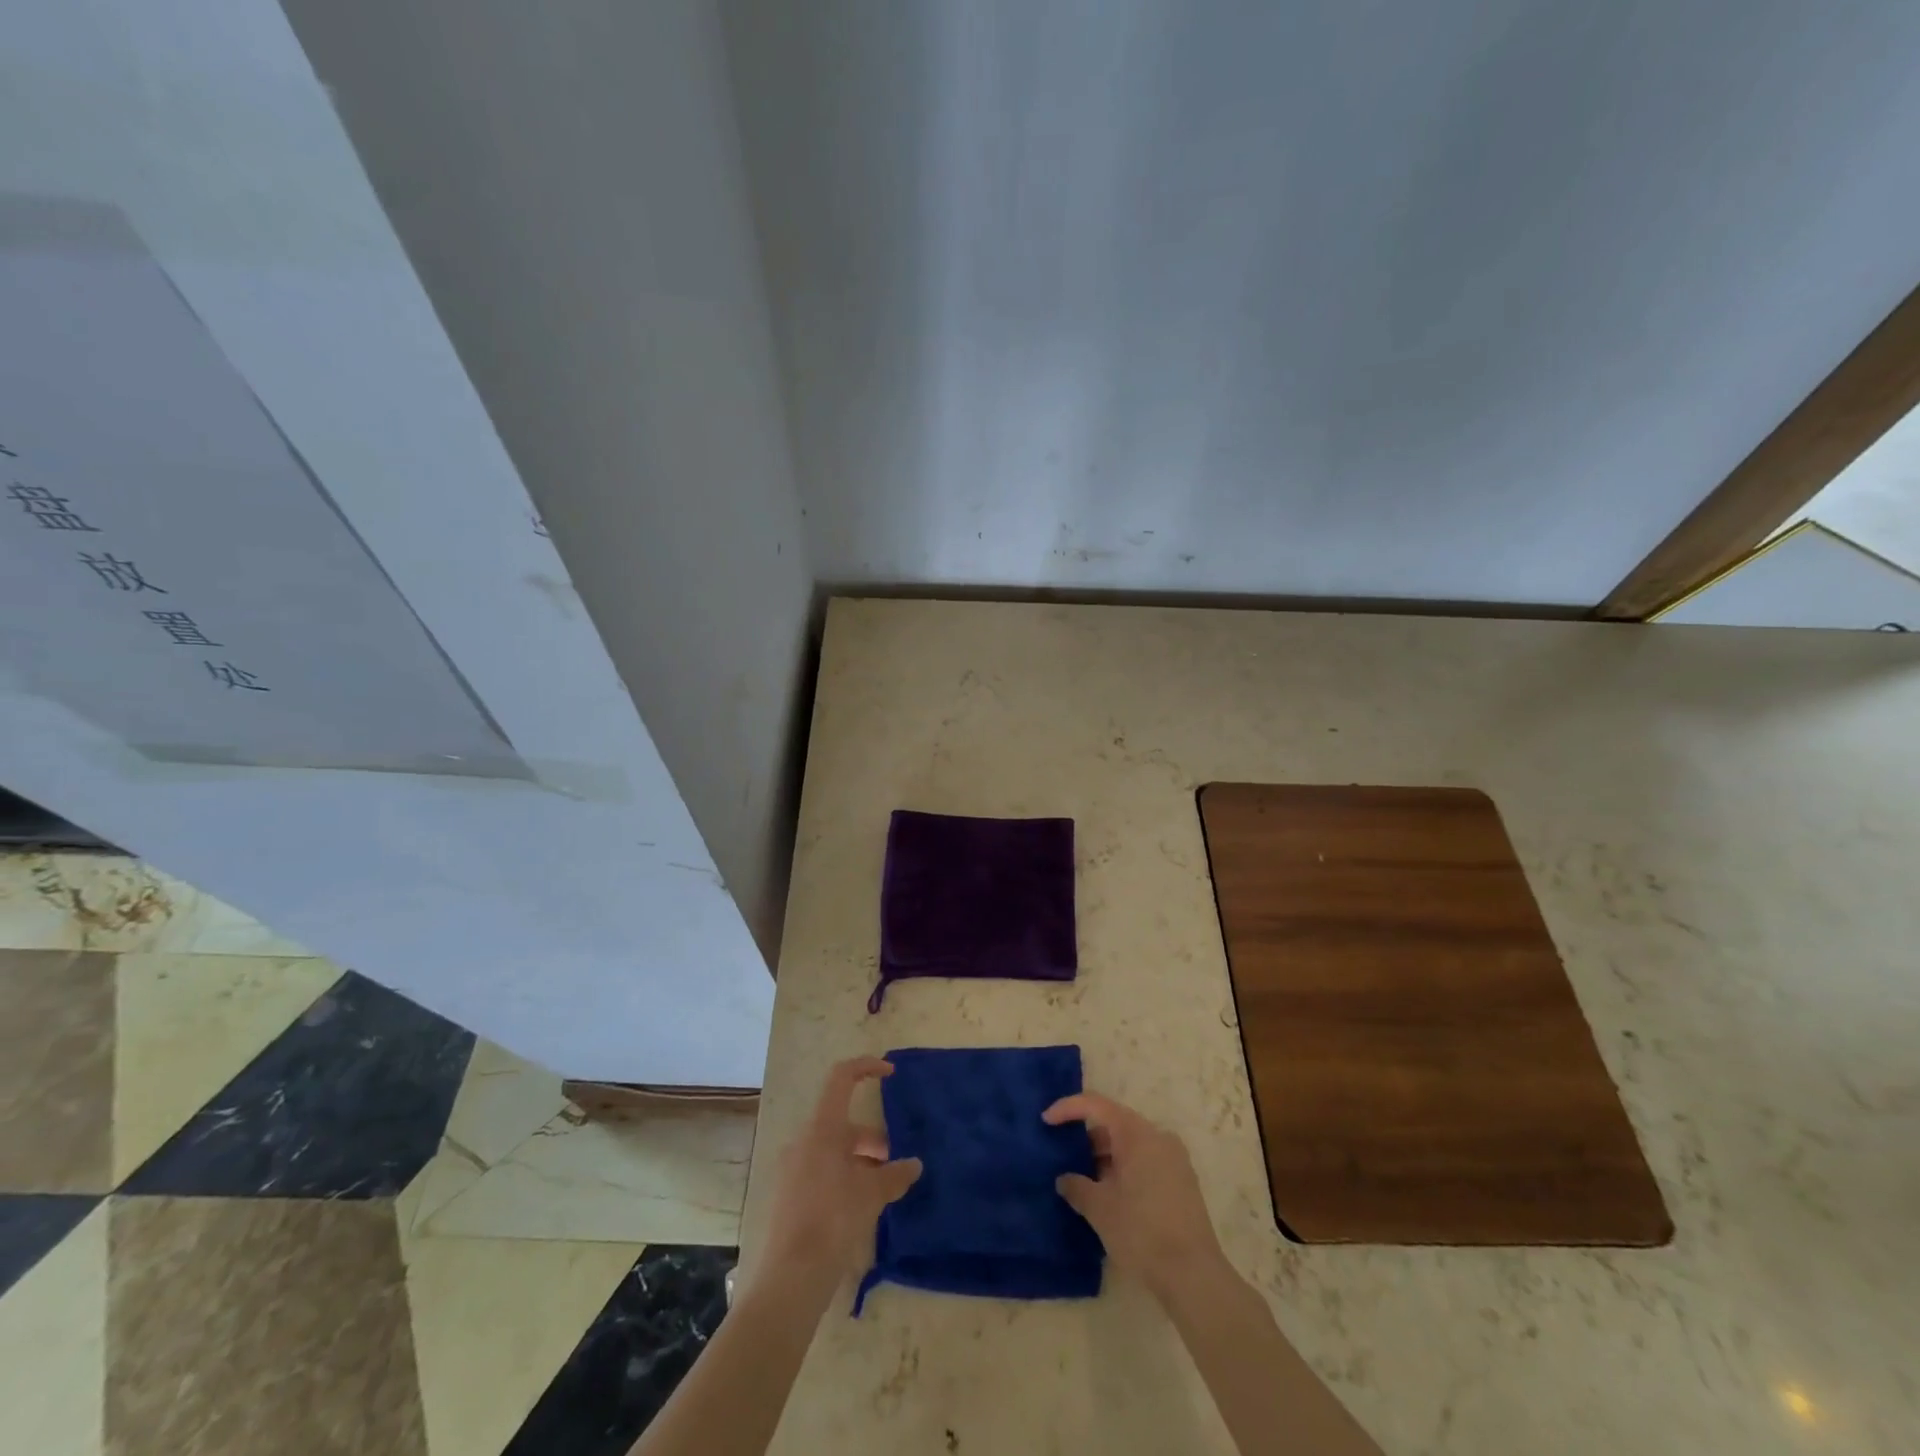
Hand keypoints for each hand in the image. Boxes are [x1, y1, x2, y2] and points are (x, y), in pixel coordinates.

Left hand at [757, 1057, 922, 1292]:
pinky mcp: (788, 1195)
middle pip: (842, 1124)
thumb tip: (914, 1165)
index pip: (842, 1078)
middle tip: (895, 1163)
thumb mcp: (871, 1194)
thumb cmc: (833, 1220)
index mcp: (822, 1128)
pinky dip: (843, 1177)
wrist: (790, 1277)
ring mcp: (792, 1168)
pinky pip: (821, 1171)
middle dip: (872, 1139)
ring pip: (833, 1150)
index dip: (866, 1067)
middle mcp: (803, 1140)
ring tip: (883, 1190)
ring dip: (859, 1161)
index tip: (891, 1074)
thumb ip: (894, 1174)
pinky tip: (860, 1207)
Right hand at [1043, 1090, 1224, 1300]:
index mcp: (1137, 1133)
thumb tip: (1065, 1179)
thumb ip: (1076, 1186)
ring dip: (1106, 1158)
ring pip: (1130, 1145)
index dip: (1067, 1108)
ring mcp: (1174, 1159)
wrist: (1194, 1276)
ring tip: (1085, 1183)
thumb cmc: (1141, 1231)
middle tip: (1065, 1161)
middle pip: (1114, 1124)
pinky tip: (1111, 1197)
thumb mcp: (1099, 1209)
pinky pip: (1145, 1161)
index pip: (1096, 1105)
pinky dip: (1124, 1170)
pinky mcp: (1183, 1181)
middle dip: (1087, 1140)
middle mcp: (1158, 1136)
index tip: (1046, 1121)